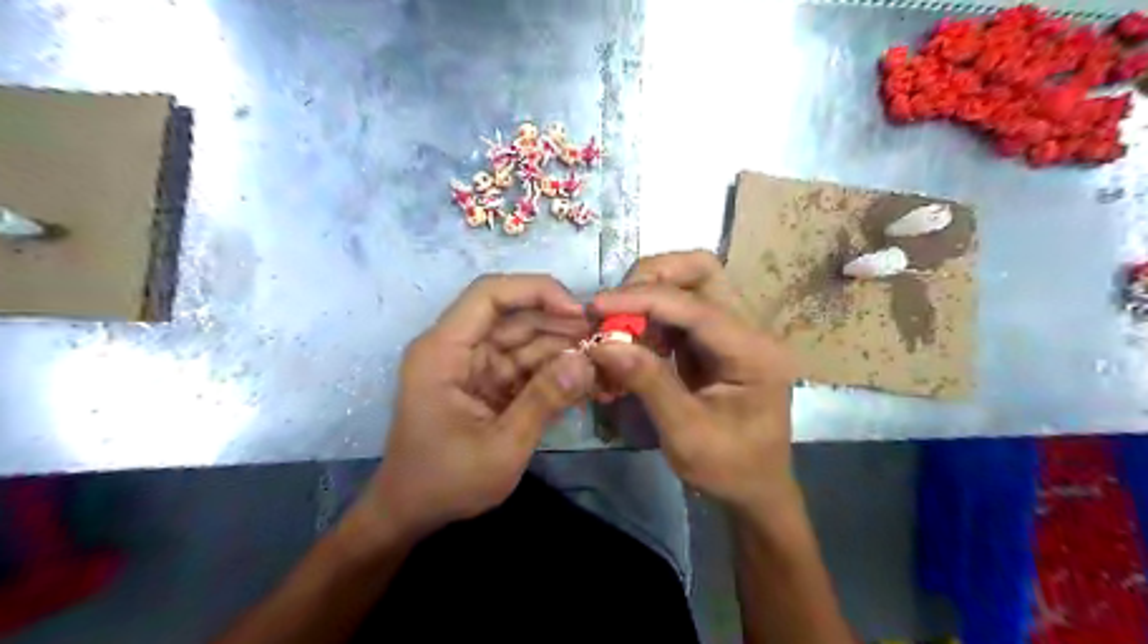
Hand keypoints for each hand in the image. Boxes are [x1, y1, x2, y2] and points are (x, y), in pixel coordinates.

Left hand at [355, 275, 595, 540]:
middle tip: (605, 338)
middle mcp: (458, 348)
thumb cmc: (445, 482)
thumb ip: (544, 400)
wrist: (412, 514)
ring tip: (603, 358)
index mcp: (444, 351)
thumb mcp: (500, 447)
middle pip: (514, 316)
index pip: (489, 295)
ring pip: (526, 340)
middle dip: (560, 323)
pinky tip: (586, 377)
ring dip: (564, 347)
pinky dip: (555, 371)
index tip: (578, 311)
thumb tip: (587, 361)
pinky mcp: (489, 383)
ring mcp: (475, 366)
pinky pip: (527, 365)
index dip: (536, 291)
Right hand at [585, 251, 795, 512]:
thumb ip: (647, 381)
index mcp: (753, 353)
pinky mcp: (717, 341)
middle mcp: (750, 330)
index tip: (597, 306)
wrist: (756, 490)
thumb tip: (602, 344)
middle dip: (653, 278)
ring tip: (617, 326)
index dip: (643, 299)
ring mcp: (735, 332)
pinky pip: (681, 311)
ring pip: (690, 284)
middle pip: (703, 271)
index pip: (695, 307)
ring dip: (648, 297)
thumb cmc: (729, 469)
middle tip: (614, 305)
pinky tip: (632, 342)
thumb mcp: (685, 433)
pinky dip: (651, 317)